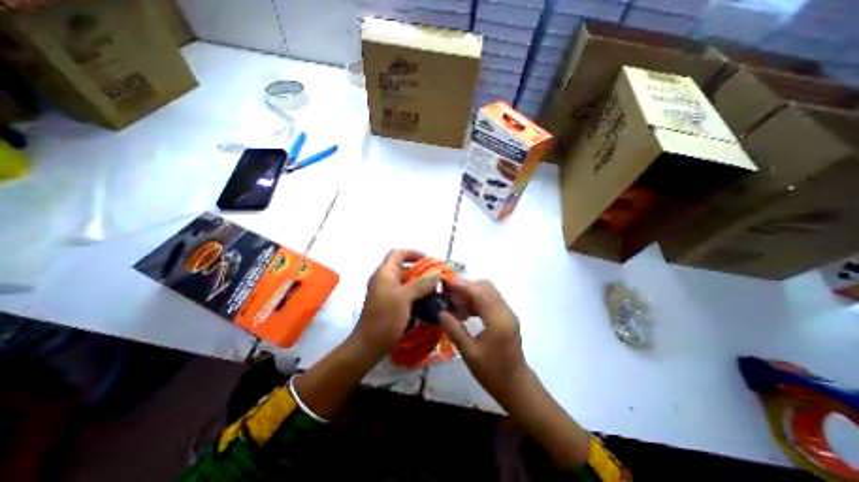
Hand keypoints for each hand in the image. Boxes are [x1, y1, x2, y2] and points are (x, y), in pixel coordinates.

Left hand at [354, 252, 438, 357]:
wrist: (368, 346)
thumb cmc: (385, 319)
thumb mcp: (404, 298)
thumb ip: (421, 283)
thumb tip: (437, 272)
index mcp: (385, 273)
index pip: (398, 254)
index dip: (413, 253)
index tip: (429, 260)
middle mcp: (384, 279)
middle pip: (403, 267)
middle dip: (421, 270)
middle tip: (437, 277)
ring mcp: (386, 292)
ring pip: (405, 281)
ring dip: (420, 283)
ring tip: (436, 289)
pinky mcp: (390, 303)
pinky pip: (405, 293)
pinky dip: (416, 293)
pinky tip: (427, 301)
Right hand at [442, 279, 530, 406]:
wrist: (516, 385)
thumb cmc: (492, 372)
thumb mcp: (469, 353)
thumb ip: (454, 330)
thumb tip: (441, 312)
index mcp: (497, 320)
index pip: (479, 293)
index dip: (462, 286)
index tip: (446, 285)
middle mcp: (505, 311)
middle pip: (486, 287)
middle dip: (467, 286)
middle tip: (449, 295)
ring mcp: (508, 313)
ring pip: (489, 291)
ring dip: (473, 292)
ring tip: (456, 302)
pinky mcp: (507, 317)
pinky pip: (492, 299)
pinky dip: (478, 299)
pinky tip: (467, 311)